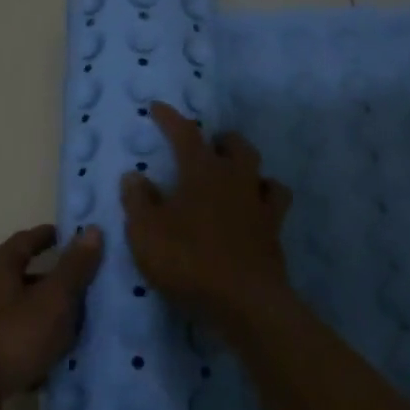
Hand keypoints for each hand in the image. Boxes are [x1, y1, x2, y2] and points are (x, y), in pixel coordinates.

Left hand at [0, 224, 103, 406]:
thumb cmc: (12, 336)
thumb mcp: (54, 300)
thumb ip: (74, 267)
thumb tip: (93, 230)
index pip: (28, 239)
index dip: (52, 237)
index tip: (74, 239)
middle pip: (19, 273)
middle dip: (49, 280)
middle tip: (80, 288)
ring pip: (13, 307)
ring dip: (39, 313)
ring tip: (69, 327)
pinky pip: (6, 336)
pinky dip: (26, 340)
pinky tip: (44, 359)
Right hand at [121, 102, 293, 327]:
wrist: (245, 302)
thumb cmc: (188, 261)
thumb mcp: (146, 233)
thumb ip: (138, 201)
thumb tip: (135, 176)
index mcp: (202, 172)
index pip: (185, 134)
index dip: (170, 118)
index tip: (157, 107)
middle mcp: (235, 179)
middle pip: (234, 145)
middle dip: (218, 140)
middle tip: (204, 146)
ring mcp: (259, 204)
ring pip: (260, 170)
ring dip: (246, 165)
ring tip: (233, 174)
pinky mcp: (274, 230)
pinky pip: (274, 202)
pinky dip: (264, 197)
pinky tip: (255, 207)